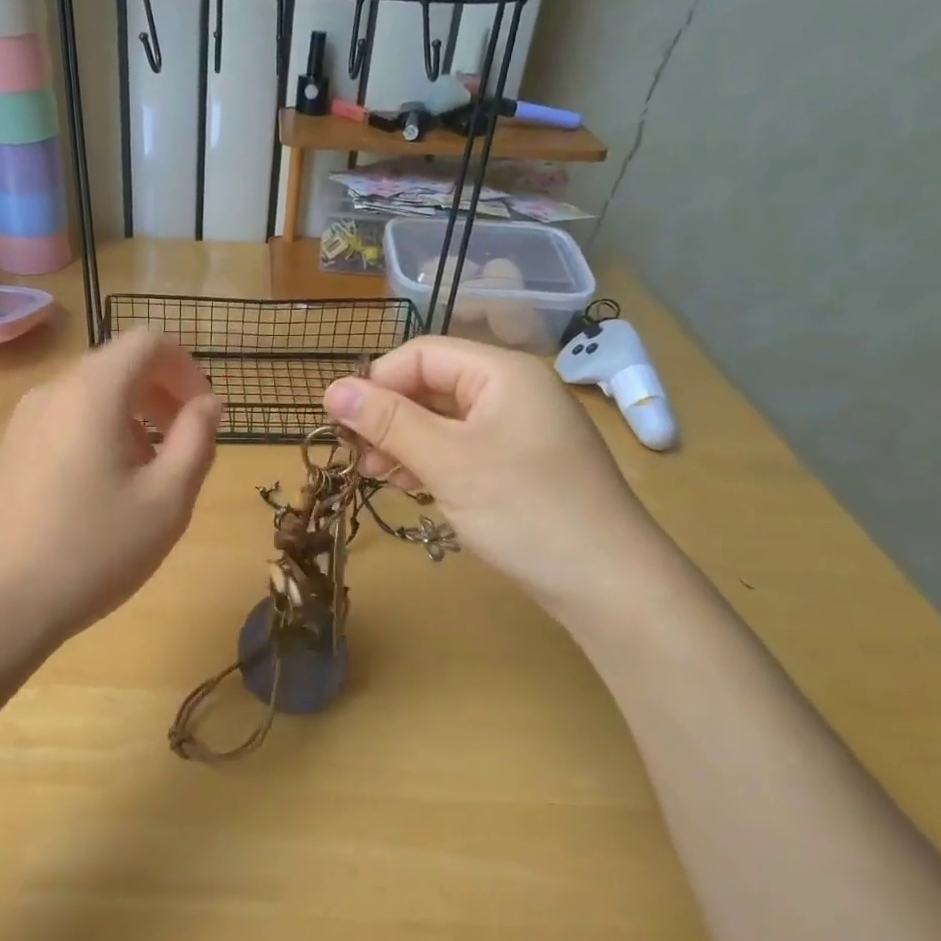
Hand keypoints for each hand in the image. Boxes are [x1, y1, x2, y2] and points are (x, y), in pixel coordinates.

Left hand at [0, 329, 220, 655]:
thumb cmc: (93, 550)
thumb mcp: (167, 500)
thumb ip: (197, 440)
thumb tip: (208, 404)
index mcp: (92, 392)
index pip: (148, 341)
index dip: (187, 368)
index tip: (204, 414)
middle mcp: (54, 391)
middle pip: (120, 364)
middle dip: (163, 393)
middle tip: (187, 444)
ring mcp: (26, 419)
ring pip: (94, 393)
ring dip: (135, 415)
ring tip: (152, 472)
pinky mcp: (13, 448)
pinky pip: (69, 418)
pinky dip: (103, 430)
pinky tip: (109, 486)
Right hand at [323, 337, 670, 618]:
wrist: (609, 585)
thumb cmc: (526, 511)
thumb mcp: (448, 462)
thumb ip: (388, 422)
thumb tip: (331, 389)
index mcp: (502, 372)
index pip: (421, 355)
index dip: (377, 383)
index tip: (341, 424)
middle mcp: (511, 391)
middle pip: (431, 386)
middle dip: (388, 417)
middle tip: (356, 457)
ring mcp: (518, 430)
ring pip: (442, 420)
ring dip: (403, 442)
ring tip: (375, 475)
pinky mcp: (519, 465)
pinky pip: (462, 448)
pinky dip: (430, 462)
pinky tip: (409, 485)